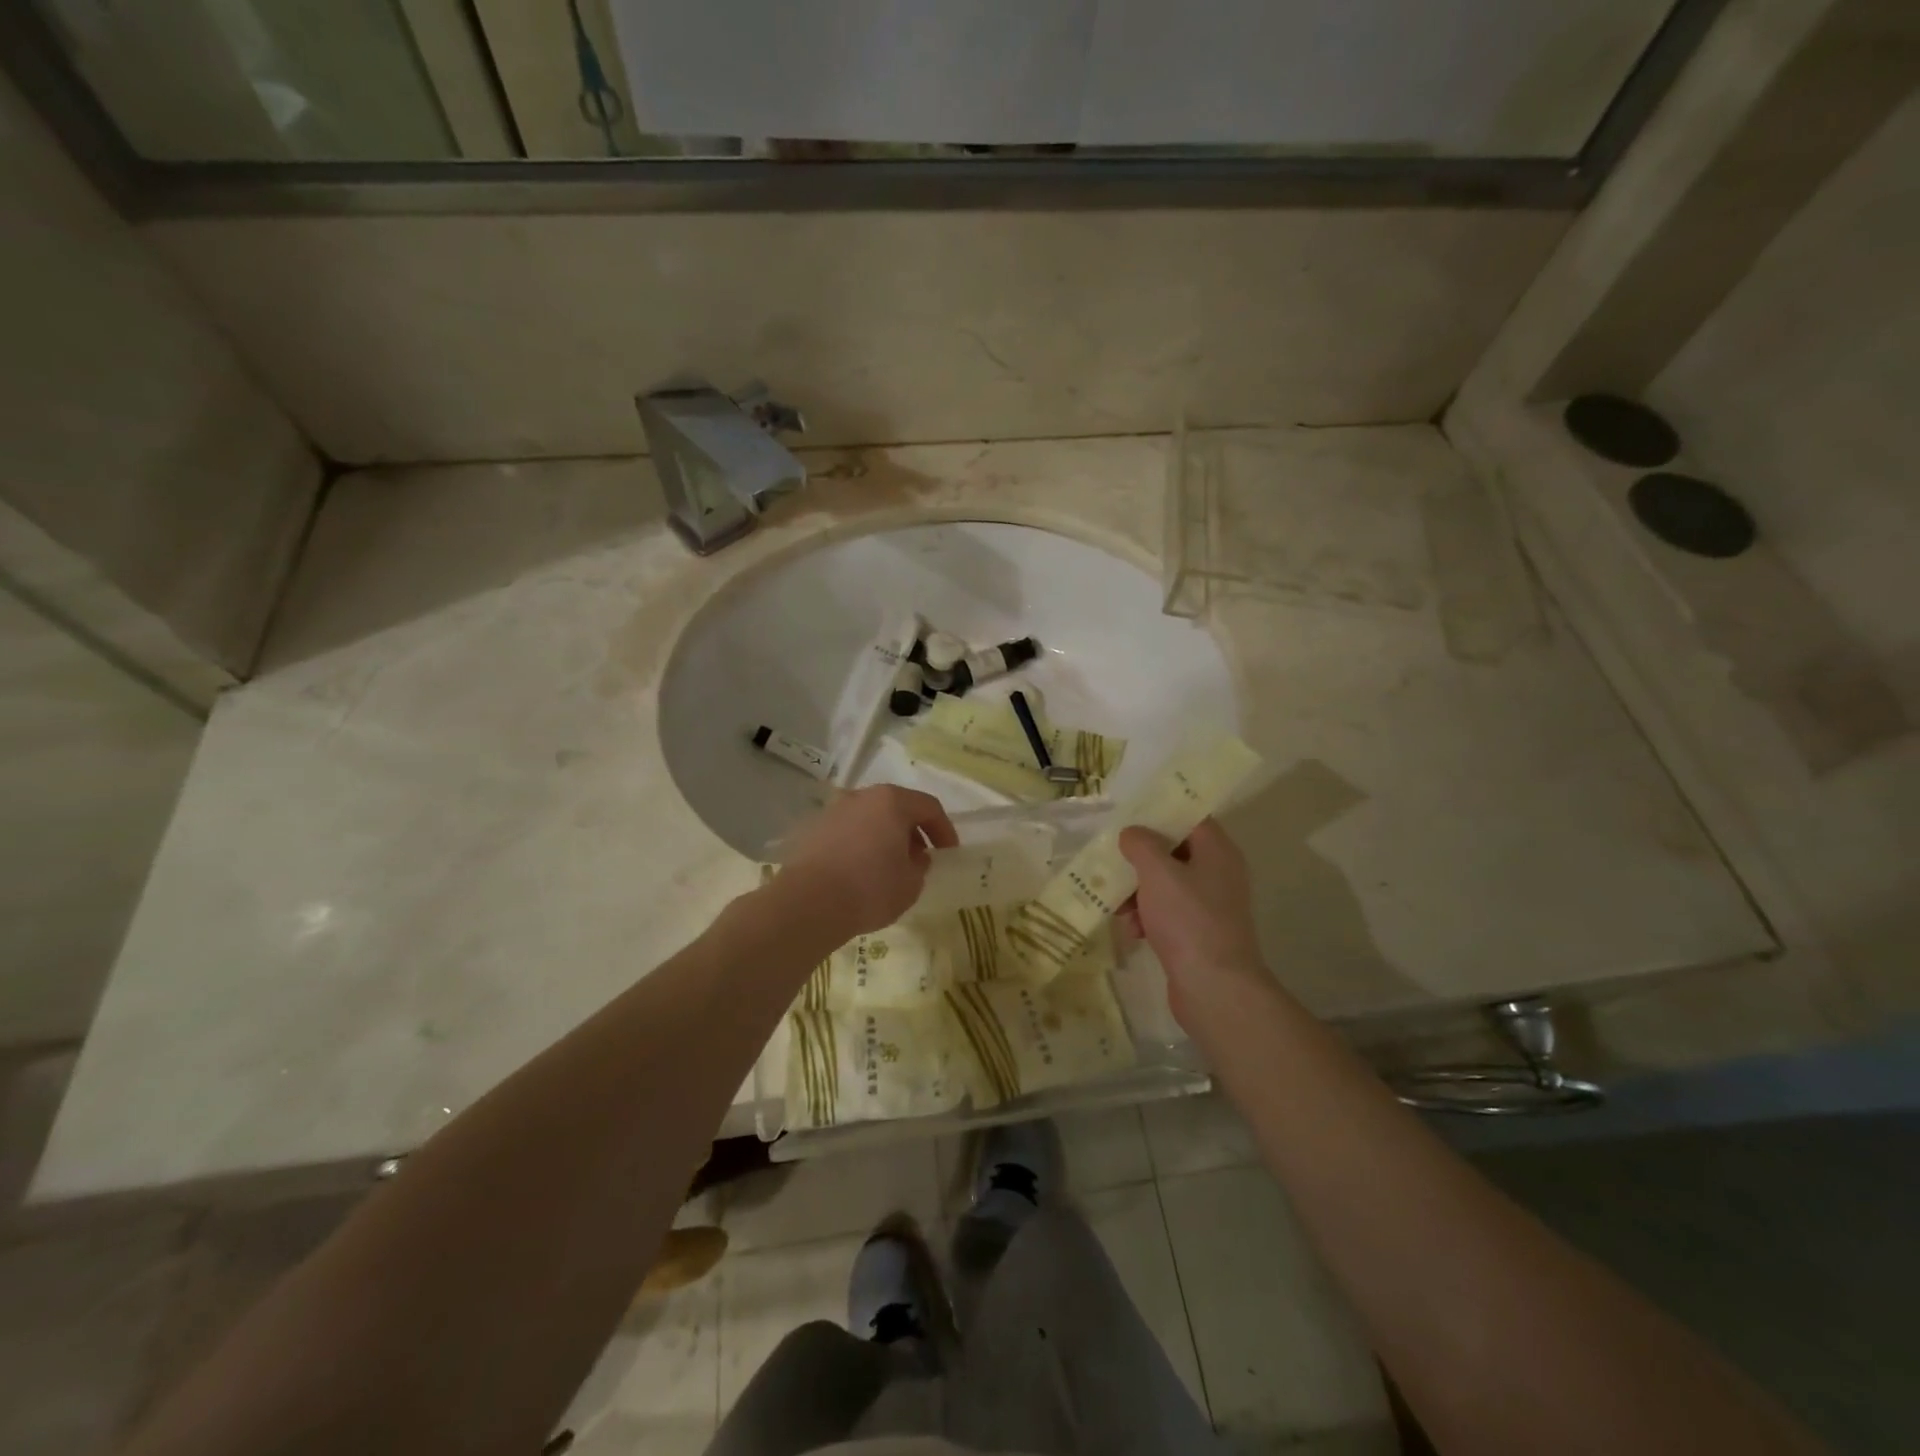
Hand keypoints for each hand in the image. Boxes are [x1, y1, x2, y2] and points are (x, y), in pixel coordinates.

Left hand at [773, 785, 958, 938]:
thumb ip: (920, 865)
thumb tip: (914, 856)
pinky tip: (860, 871)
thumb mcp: (911, 883)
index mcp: (892, 802)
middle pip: (896, 807)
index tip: (948, 853)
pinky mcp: (813, 830)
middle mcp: (862, 797)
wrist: (807, 904)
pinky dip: (860, 845)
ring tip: (889, 866)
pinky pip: (848, 832)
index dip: (944, 829)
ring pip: (870, 818)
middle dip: (913, 831)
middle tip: (920, 857)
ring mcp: (834, 811)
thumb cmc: (870, 889)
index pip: (929, 807)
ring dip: (885, 837)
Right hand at [1118, 819, 1267, 1024]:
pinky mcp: (1198, 933)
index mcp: (1217, 851)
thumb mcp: (1158, 873)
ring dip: (1138, 892)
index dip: (1159, 813)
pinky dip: (1148, 917)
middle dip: (1140, 860)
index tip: (1129, 816)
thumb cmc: (1188, 920)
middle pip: (1173, 852)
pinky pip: (1167, 913)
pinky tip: (1132, 931)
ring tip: (1118, 908)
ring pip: (1166, 885)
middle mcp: (1219, 873)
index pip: (1189, 817)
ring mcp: (1210, 906)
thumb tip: (1132, 833)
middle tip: (1113, 862)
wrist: (1214, 987)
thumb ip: (1141, 844)